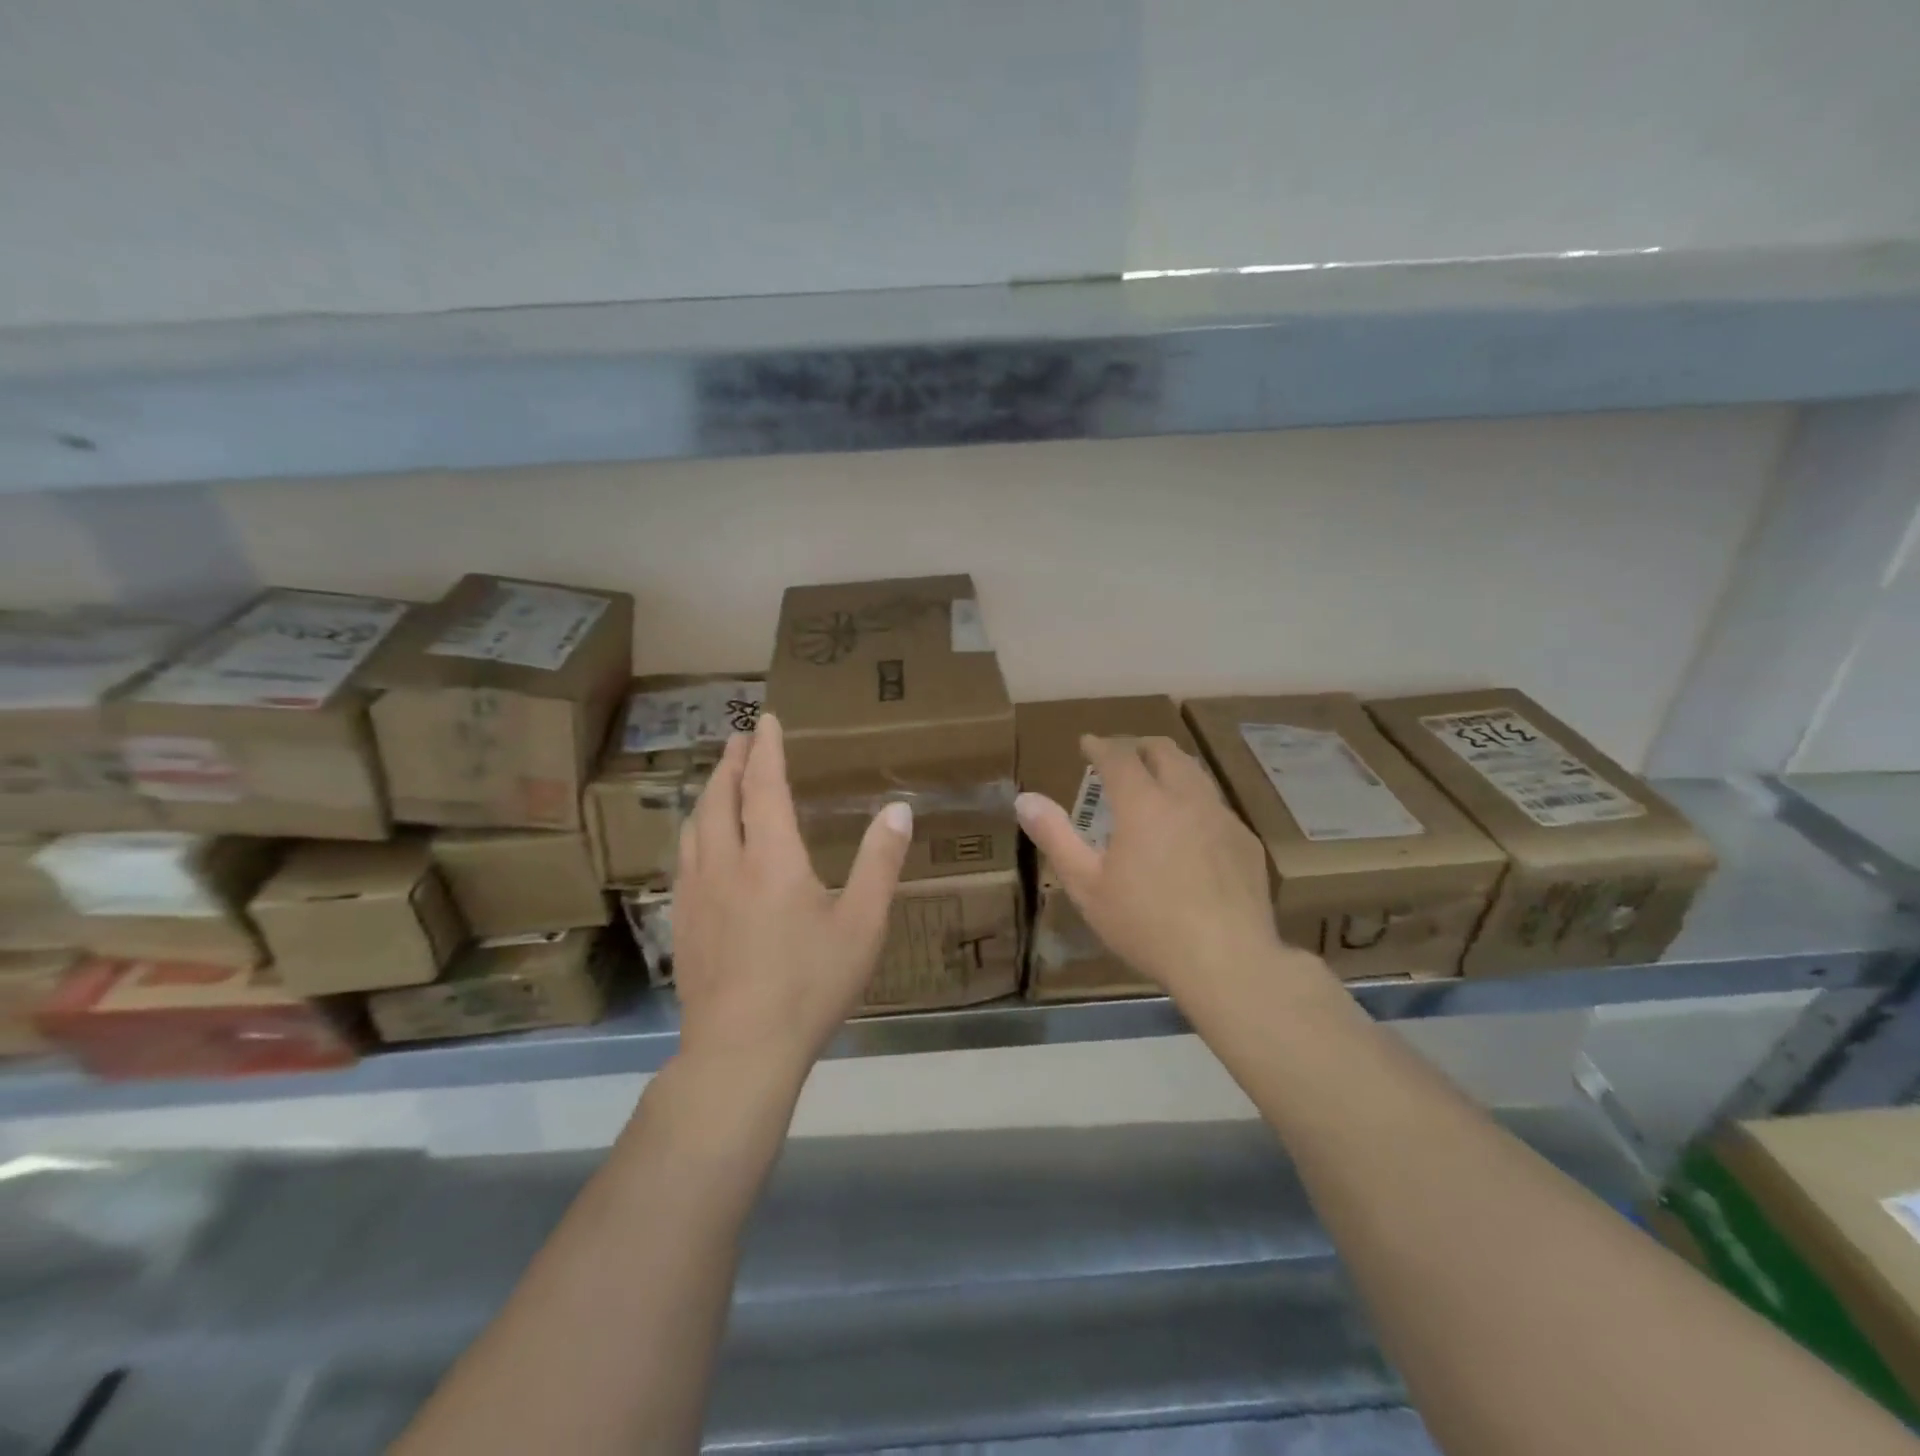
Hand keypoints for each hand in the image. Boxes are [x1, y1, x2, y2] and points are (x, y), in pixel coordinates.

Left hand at [672, 712, 912, 1082]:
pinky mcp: (682, 922)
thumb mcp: (862, 924)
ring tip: (718, 780)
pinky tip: (700, 845)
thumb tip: (899, 810)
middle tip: (738, 738)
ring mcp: (696, 893)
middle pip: (720, 797)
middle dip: (730, 762)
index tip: (765, 719)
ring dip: (708, 793)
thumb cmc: (809, 985)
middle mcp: (725, 864)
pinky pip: (683, 858)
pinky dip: (695, 831)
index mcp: (771, 858)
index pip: (764, 786)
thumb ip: (880, 863)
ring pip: (695, 826)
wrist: (739, 1050)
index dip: (766, 749)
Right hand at [1016, 735, 1293, 1005]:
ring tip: (1155, 785)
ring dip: (1171, 768)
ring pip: (1196, 774)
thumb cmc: (1146, 924)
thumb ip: (1056, 837)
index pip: (1119, 756)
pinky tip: (1189, 833)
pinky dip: (1195, 803)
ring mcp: (1223, 818)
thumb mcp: (1087, 885)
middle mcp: (1187, 798)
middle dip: (1139, 746)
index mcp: (1144, 804)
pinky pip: (1217, 807)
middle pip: (1165, 752)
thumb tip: (1025, 799)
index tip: (1087, 743)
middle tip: (1121, 757)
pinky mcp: (1246, 842)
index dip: (1100, 745)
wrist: (1227, 963)